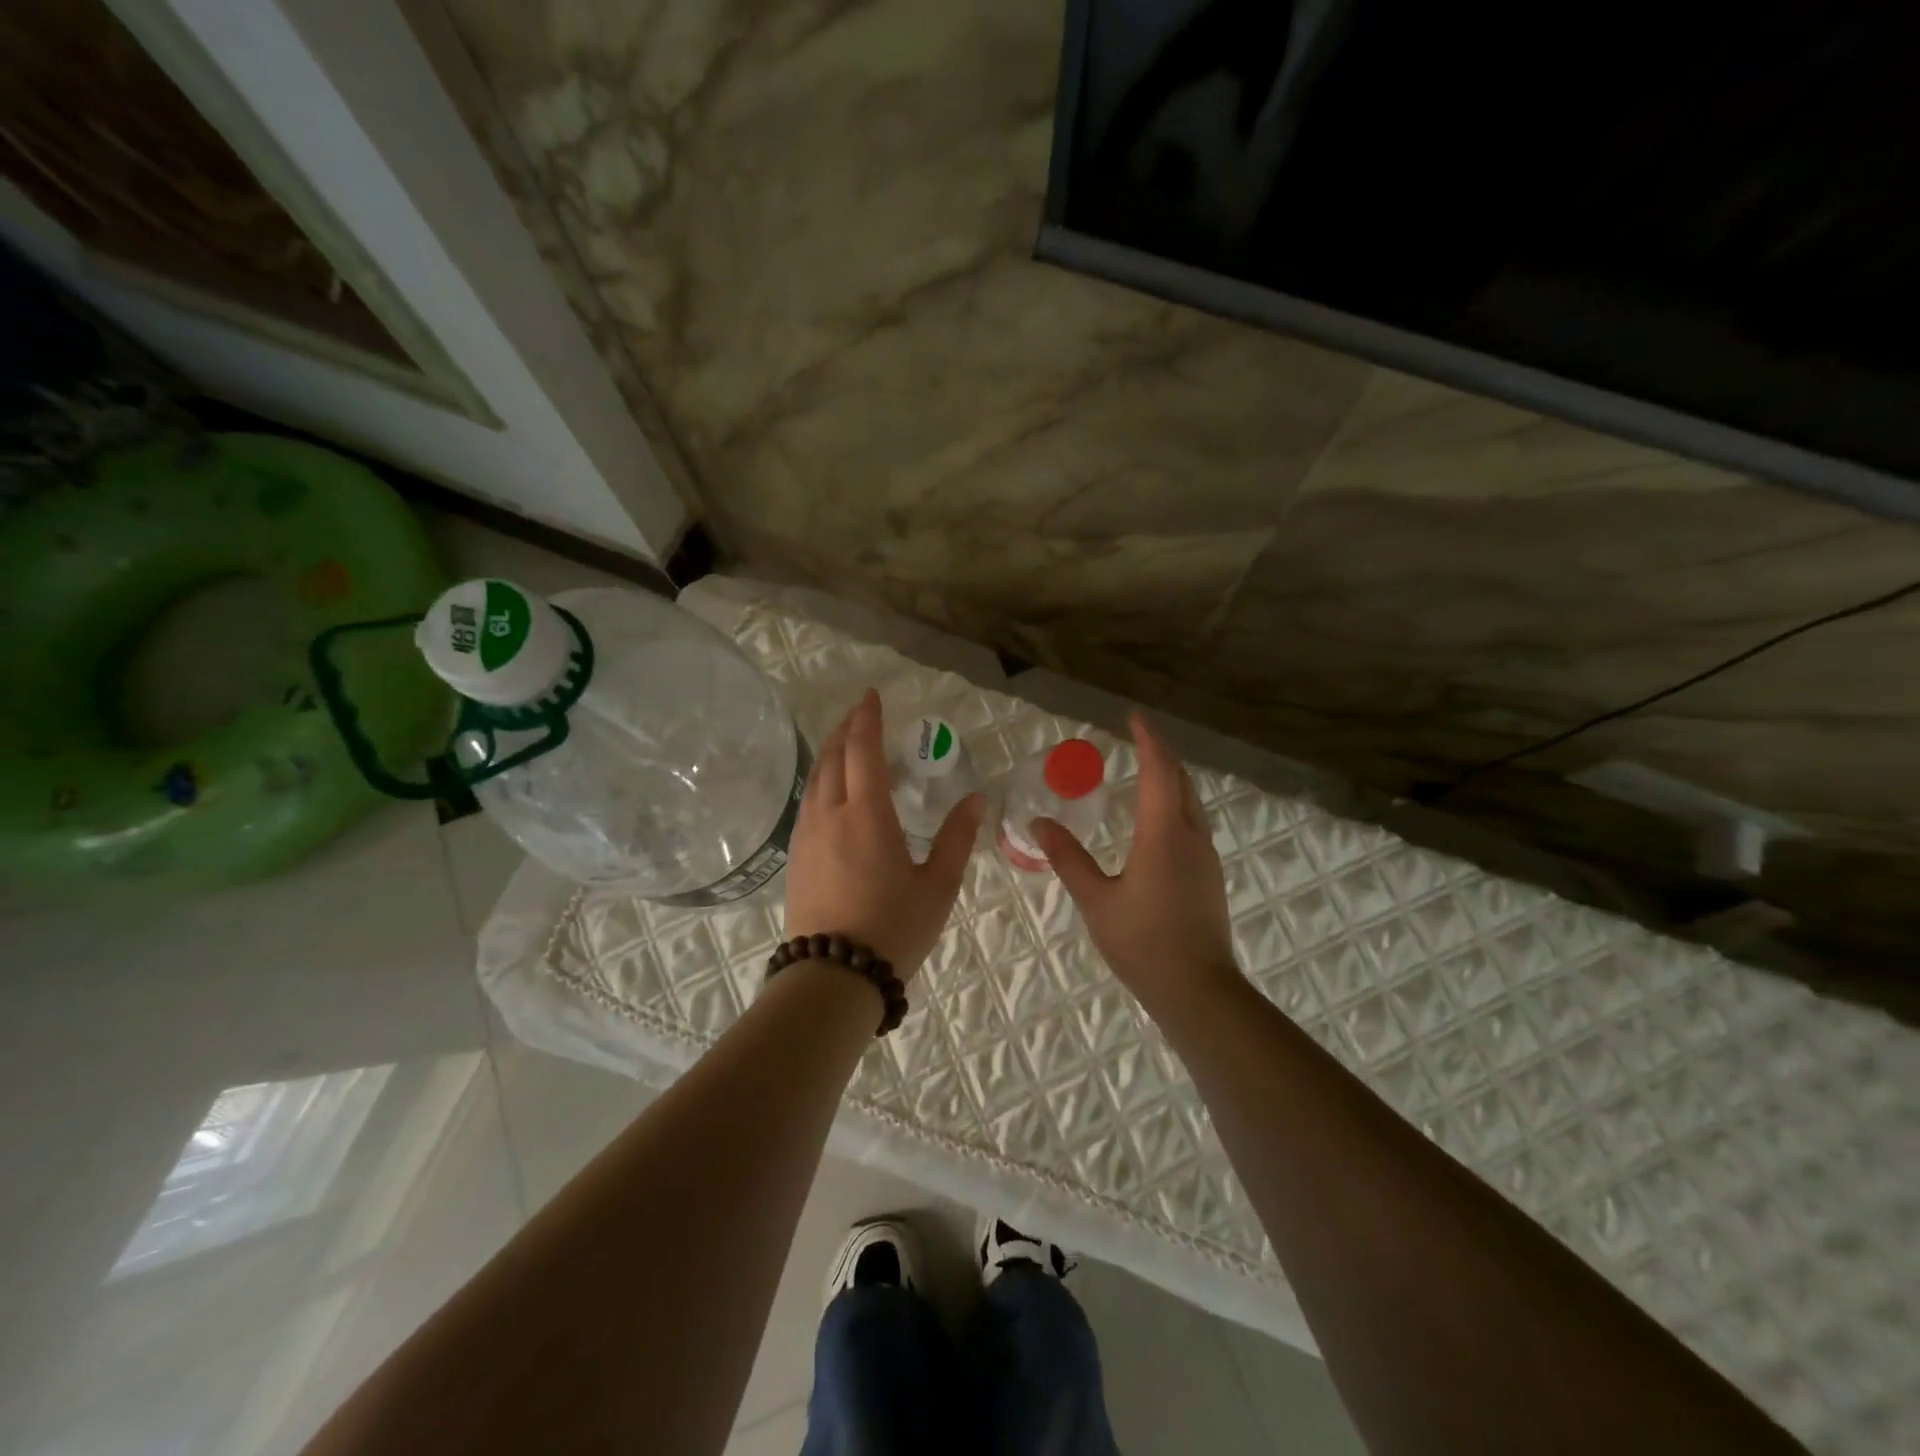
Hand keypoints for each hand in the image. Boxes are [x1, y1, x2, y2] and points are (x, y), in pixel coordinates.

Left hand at [784, 689, 983, 981]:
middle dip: (845, 729)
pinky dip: (820, 780)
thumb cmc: (894, 928)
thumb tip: (976, 798)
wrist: (834, 977)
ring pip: (814, 778)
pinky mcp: (795, 856)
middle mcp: (830, 814)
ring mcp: (807, 835)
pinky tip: (831, 791)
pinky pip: (807, 802)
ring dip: (829, 753)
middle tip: (861, 714)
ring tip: (846, 745)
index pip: (862, 750)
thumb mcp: (938, 885)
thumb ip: (957, 838)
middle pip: (831, 756)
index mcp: (867, 814)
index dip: (867, 718)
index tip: (872, 695)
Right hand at [1031, 712, 1242, 1011]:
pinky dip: (1177, 802)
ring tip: (1149, 769)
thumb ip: (1068, 859)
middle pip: (1181, 780)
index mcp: (1164, 833)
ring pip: (1192, 801)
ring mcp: (1206, 857)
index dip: (1148, 740)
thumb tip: (1038, 823)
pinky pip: (1194, 822)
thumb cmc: (1143, 943)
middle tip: (1138, 737)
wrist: (1199, 990)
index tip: (1134, 717)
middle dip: (1162, 753)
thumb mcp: (1096, 900)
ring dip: (1173, 777)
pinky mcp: (1209, 876)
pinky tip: (1161, 819)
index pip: (1159, 771)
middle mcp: (1191, 836)